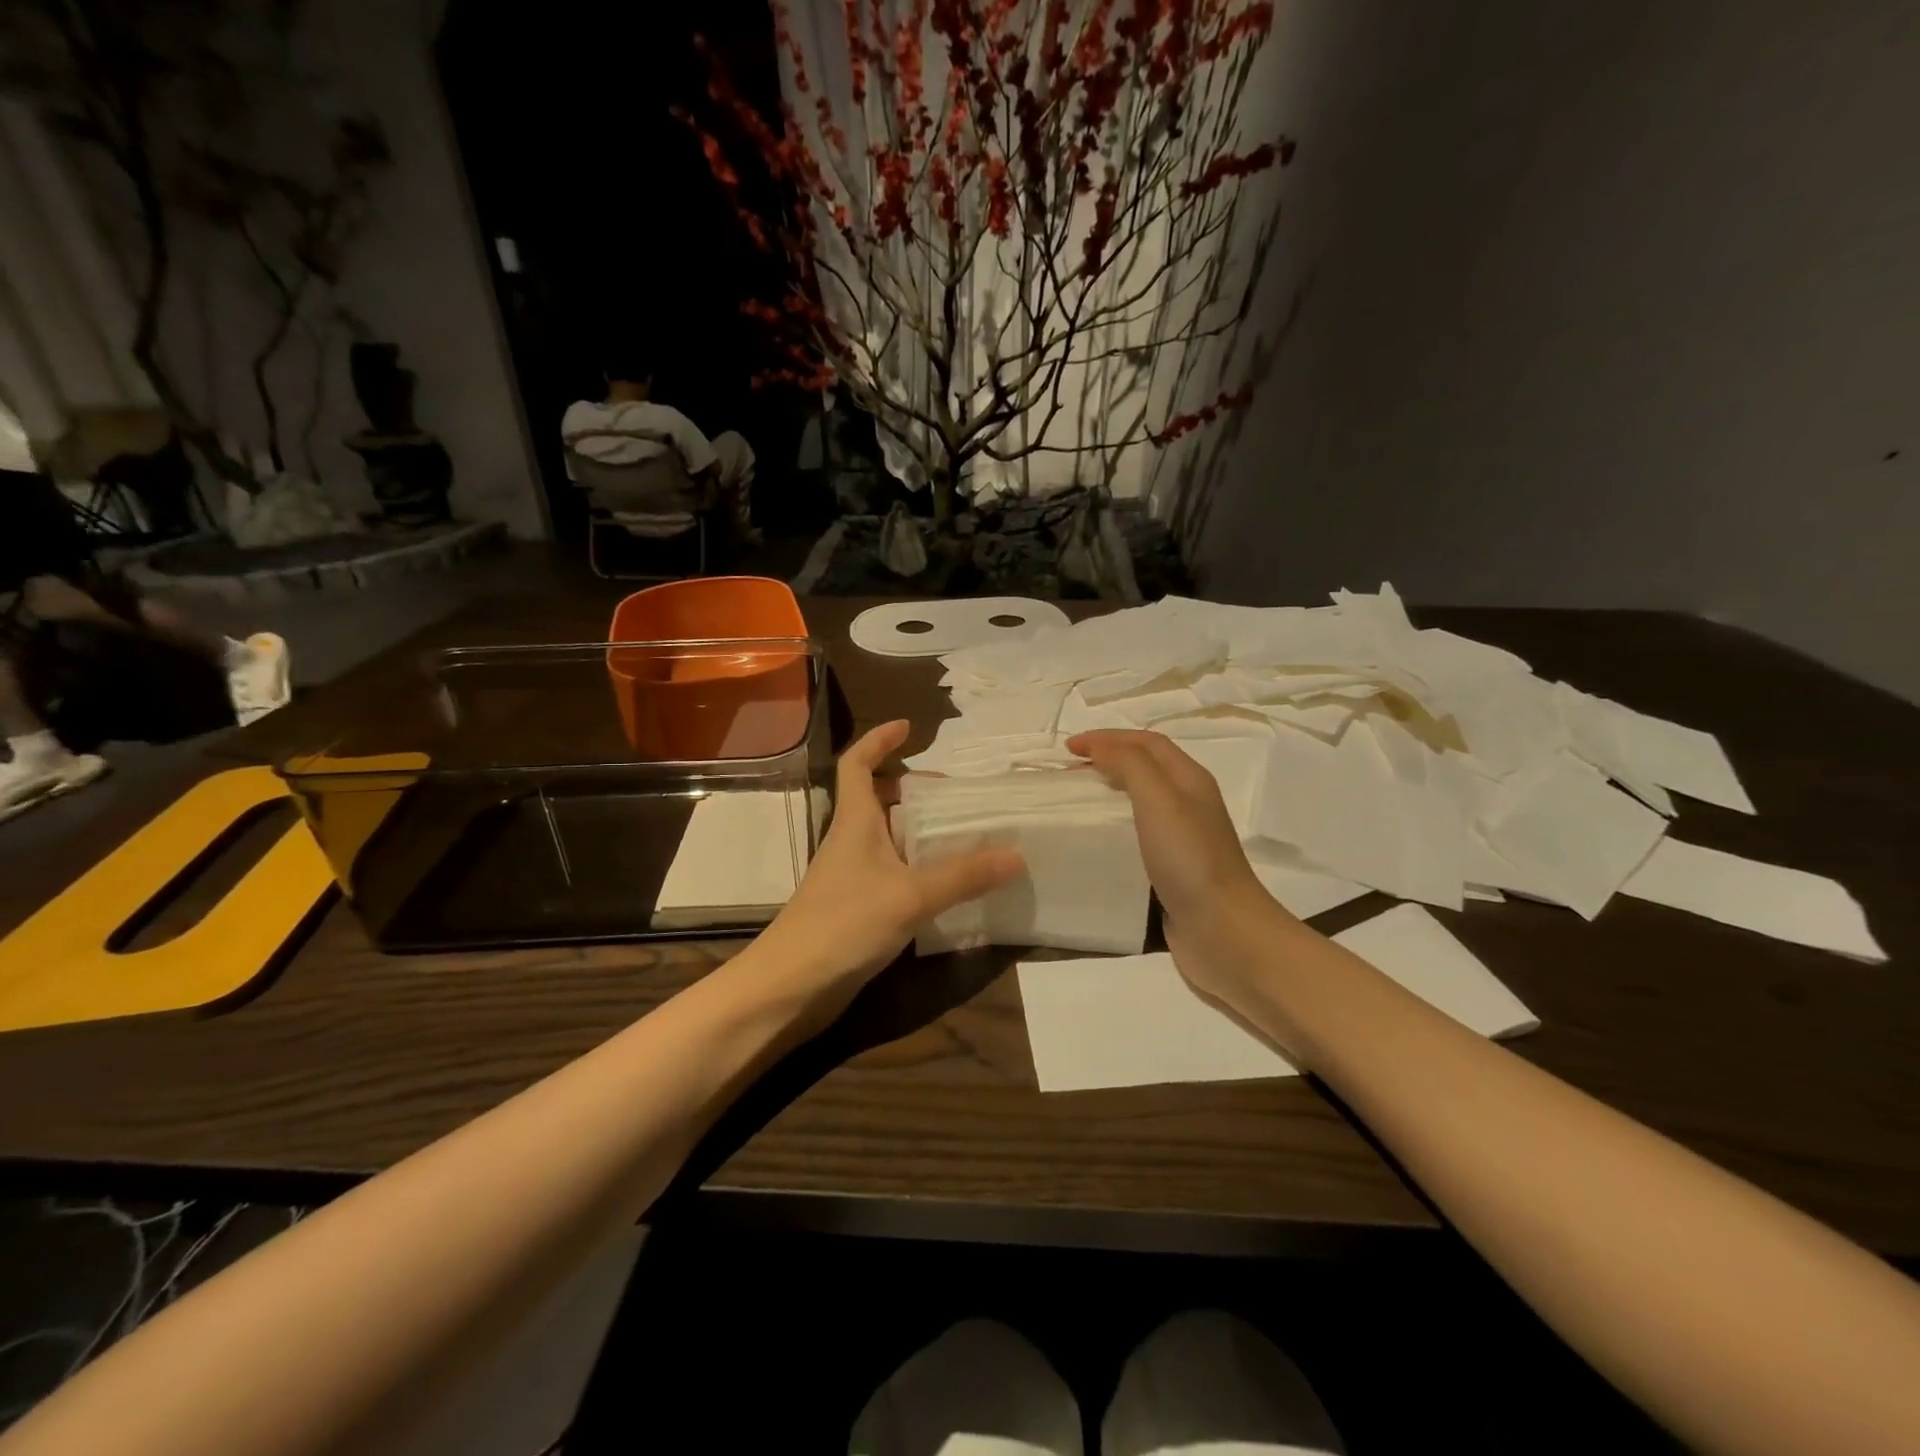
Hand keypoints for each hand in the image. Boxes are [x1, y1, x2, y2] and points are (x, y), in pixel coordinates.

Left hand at [754, 721, 1022, 1025]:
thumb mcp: (910, 895)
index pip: (857, 763)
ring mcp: (852, 877)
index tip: (909, 727)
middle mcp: (851, 842)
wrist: (791, 987)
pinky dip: (918, 869)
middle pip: (877, 800)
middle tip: (956, 795)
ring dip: (919, 831)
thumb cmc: (843, 924)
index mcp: (854, 822)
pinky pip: (893, 874)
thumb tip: (1016, 854)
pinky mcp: (858, 909)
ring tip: (963, 834)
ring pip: (888, 839)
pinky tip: (947, 886)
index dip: (878, 740)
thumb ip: (963, 876)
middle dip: (912, 789)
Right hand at [1067, 729, 1297, 1009]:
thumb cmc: (1190, 859)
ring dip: (1108, 794)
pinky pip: (1136, 837)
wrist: (1223, 931)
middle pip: (1144, 768)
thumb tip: (1100, 747)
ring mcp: (1182, 839)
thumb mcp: (1159, 798)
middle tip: (1067, 775)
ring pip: (1140, 802)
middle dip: (1106, 761)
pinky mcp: (1171, 871)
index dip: (1108, 738)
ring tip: (1075, 804)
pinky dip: (1112, 829)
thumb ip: (1130, 765)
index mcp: (1189, 779)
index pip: (1146, 742)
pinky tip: (1093, 844)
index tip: (1068, 749)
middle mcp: (1188, 804)